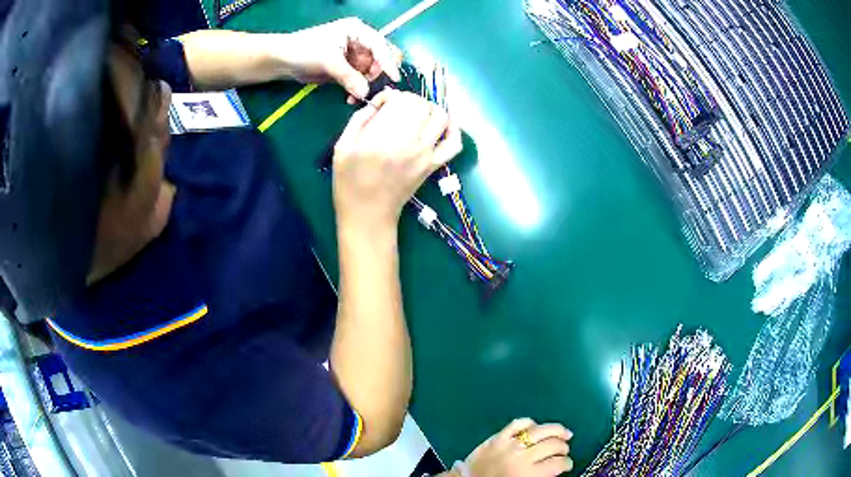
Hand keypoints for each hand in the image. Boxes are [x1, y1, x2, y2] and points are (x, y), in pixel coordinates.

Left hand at [274, 17, 402, 99]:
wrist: (284, 60)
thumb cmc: (305, 51)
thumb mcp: (328, 61)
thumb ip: (349, 76)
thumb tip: (365, 93)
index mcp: (357, 31)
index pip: (379, 45)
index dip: (387, 61)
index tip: (394, 77)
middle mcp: (359, 41)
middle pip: (380, 58)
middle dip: (376, 74)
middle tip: (369, 87)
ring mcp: (354, 55)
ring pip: (371, 71)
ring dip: (366, 85)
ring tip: (355, 96)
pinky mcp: (347, 68)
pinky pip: (360, 80)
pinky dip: (357, 89)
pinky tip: (351, 97)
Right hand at [332, 90, 462, 231]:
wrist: (368, 215)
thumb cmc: (349, 183)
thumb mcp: (342, 146)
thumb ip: (360, 118)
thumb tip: (381, 101)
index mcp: (381, 137)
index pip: (399, 99)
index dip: (391, 96)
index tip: (381, 105)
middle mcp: (408, 142)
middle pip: (421, 104)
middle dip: (409, 99)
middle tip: (397, 108)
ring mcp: (425, 154)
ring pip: (440, 116)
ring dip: (429, 108)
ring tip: (416, 114)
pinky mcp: (434, 165)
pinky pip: (454, 143)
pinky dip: (453, 129)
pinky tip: (442, 125)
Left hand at [462, 419, 573, 476]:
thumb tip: (557, 467)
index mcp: (528, 473)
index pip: (558, 464)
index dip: (567, 463)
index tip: (568, 464)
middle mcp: (521, 457)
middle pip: (552, 445)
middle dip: (563, 448)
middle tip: (565, 451)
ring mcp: (509, 444)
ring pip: (540, 431)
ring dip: (556, 431)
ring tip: (564, 433)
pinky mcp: (497, 437)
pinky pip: (517, 423)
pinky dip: (529, 423)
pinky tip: (536, 427)